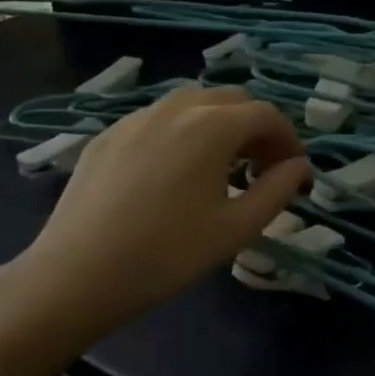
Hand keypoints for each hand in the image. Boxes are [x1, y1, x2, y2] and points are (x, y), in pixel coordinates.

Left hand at [0, 85, 308, 349]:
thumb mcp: (237, 228)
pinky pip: (159, 119)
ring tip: (222, 165)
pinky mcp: (108, 135)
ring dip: (220, 124)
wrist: (75, 276)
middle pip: (231, 100)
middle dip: (256, 128)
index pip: (266, 115)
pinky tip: (175, 171)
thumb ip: (278, 190)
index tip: (294, 171)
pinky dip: (183, 131)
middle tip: (262, 168)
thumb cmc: (167, 254)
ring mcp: (136, 118)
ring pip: (193, 103)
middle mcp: (176, 108)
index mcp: (212, 127)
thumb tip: (299, 166)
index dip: (289, 139)